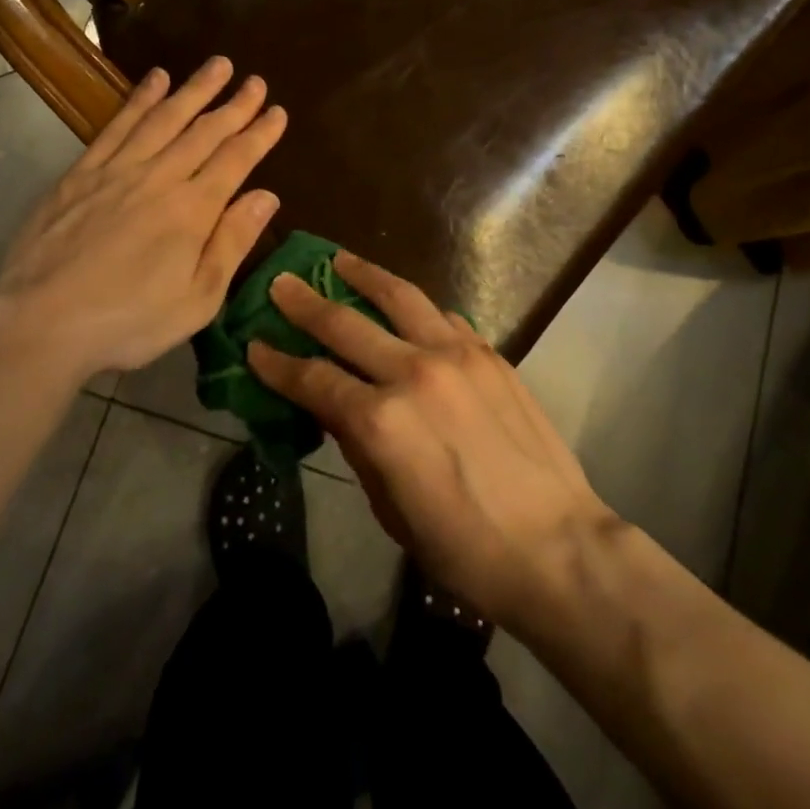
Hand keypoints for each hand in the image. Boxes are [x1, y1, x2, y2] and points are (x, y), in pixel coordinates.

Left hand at [0, 56, 285, 389]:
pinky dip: (140, 99)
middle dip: (235, 104)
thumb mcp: (198, 299)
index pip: (236, 160)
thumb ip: (232, 243)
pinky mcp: (82, 173)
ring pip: (165, 118)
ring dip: (194, 89)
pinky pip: (118, 125)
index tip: (278, 112)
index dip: (260, 133)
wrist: (40, 323)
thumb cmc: (128, 321)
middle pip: (205, 132)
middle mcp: (160, 178)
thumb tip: (267, 196)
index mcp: (193, 210)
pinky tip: (155, 79)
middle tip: (256, 80)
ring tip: (217, 65)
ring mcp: (118, 170)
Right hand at [248, 252, 617, 625]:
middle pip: (347, 324)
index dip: (278, 363)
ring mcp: (457, 355)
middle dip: (305, 302)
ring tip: (340, 260)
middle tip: (281, 282)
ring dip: (365, 275)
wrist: (555, 545)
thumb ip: (359, 447)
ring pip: (400, 298)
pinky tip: (406, 306)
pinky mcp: (489, 354)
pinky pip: (443, 317)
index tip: (254, 344)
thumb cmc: (463, 547)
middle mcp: (414, 371)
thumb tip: (339, 408)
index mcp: (381, 420)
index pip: (314, 379)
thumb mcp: (390, 509)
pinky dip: (416, 308)